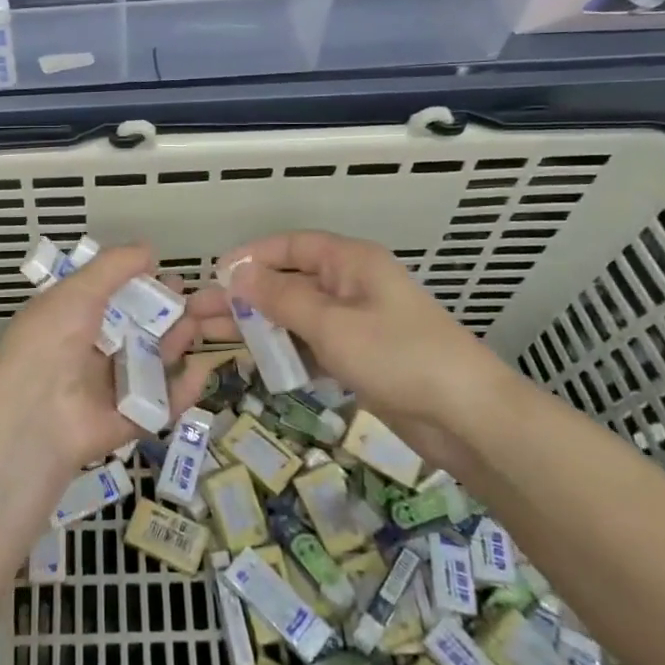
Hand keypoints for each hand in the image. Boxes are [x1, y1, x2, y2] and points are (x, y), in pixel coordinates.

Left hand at [0, 242, 206, 471]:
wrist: (35, 414)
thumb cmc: (51, 341)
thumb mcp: (77, 290)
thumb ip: (114, 267)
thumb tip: (149, 250)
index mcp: (74, 320)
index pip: (116, 299)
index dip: (147, 287)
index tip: (175, 277)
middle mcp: (93, 352)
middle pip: (142, 329)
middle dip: (174, 313)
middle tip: (207, 300)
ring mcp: (112, 388)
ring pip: (155, 362)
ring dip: (180, 342)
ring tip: (205, 324)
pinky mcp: (130, 420)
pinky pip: (162, 404)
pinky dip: (183, 389)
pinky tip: (203, 369)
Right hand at [187, 231, 517, 463]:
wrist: (468, 418)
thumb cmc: (399, 356)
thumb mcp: (332, 324)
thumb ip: (280, 298)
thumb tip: (236, 273)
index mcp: (350, 263)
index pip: (290, 246)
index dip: (250, 257)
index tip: (214, 275)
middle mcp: (350, 285)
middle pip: (287, 282)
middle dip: (243, 295)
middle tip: (197, 312)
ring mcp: (355, 323)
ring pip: (294, 316)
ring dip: (257, 324)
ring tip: (211, 335)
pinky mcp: (359, 357)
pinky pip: (310, 343)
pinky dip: (283, 349)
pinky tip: (253, 360)